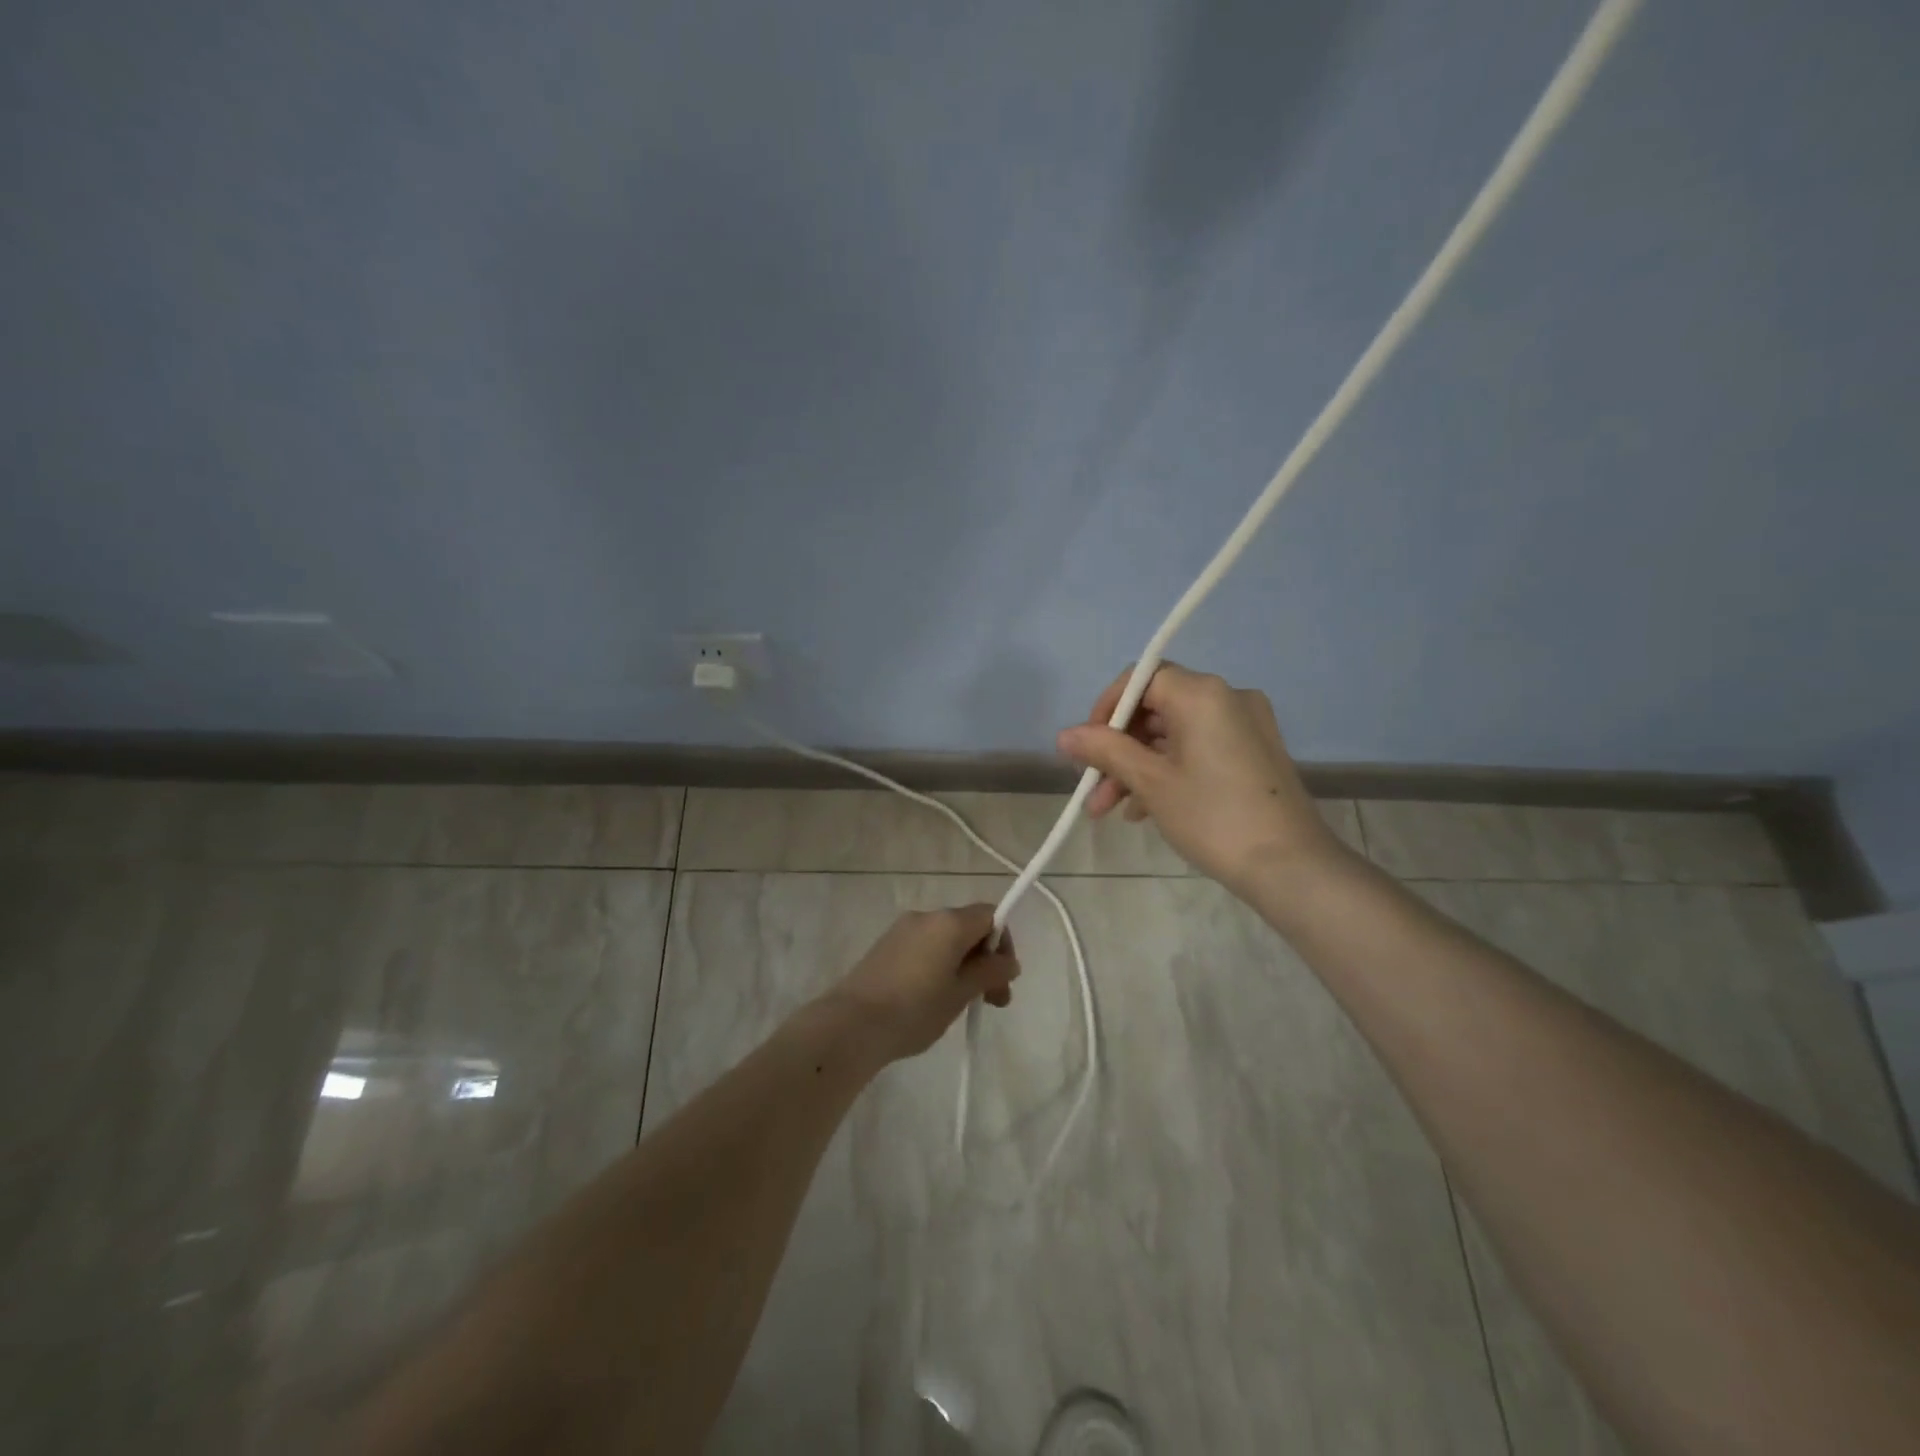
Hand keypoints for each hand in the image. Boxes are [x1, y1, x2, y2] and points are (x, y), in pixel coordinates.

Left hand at [823, 904, 1020, 1063]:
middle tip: (992, 1001)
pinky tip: (931, 999)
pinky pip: (923, 948)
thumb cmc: (915, 1009)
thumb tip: (1009, 962)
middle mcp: (926, 917)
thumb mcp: (960, 994)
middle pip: (968, 927)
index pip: (990, 915)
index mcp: (949, 922)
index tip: (1002, 979)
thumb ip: (989, 973)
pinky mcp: (885, 946)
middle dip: (985, 960)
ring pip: (945, 940)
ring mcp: (902, 930)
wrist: (851, 1024)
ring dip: (962, 965)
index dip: (1003, 944)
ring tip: (960, 1005)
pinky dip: (937, 965)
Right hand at [1056, 661, 1339, 892]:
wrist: (1291, 867)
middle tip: (1092, 789)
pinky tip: (1144, 810)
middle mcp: (1228, 697)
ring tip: (1109, 810)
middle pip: (1156, 708)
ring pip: (1175, 734)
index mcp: (1202, 693)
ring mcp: (1246, 725)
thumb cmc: (1213, 817)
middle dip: (1118, 748)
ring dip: (1138, 766)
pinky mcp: (1255, 752)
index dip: (1106, 708)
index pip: (1141, 678)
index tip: (1086, 746)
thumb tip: (1064, 735)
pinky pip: (1199, 749)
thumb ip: (1105, 751)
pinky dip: (1169, 771)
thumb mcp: (1151, 782)